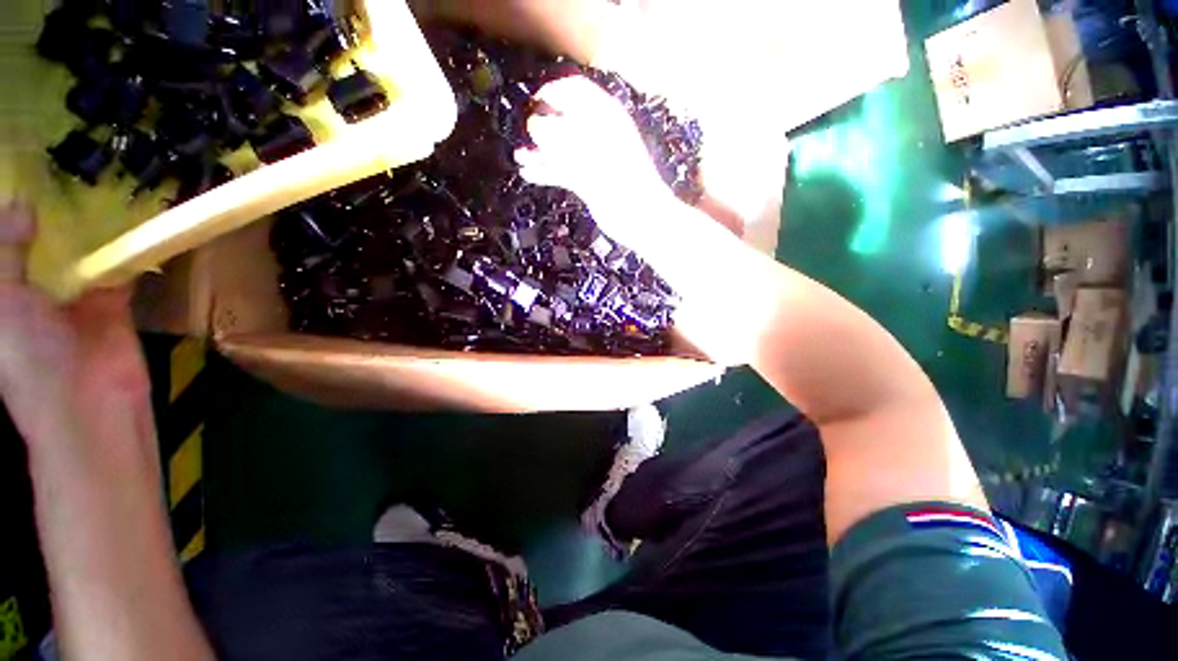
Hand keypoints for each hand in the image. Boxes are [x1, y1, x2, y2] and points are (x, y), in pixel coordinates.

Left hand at [0, 202, 151, 453]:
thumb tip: (21, 202)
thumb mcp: (4, 301)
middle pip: (38, 245)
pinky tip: (129, 223)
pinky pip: (116, 270)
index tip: (19, 180)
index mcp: (6, 294)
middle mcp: (34, 291)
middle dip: (47, 215)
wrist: (89, 399)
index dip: (8, 217)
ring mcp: (75, 297)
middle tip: (59, 172)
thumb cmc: (30, 357)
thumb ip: (8, 250)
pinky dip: (123, 250)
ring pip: (78, 254)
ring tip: (93, 187)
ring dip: (85, 230)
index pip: (5, 248)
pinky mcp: (112, 302)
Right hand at [515, 76, 673, 250]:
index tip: (532, 104)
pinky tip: (530, 174)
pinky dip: (547, 171)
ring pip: (562, 149)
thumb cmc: (620, 180)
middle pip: (564, 120)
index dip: (551, 93)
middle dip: (541, 125)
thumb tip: (535, 127)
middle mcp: (598, 134)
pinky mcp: (590, 182)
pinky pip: (564, 171)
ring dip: (540, 151)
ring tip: (520, 157)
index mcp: (604, 116)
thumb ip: (561, 137)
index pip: (574, 91)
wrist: (640, 217)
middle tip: (524, 133)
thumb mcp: (589, 154)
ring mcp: (594, 160)